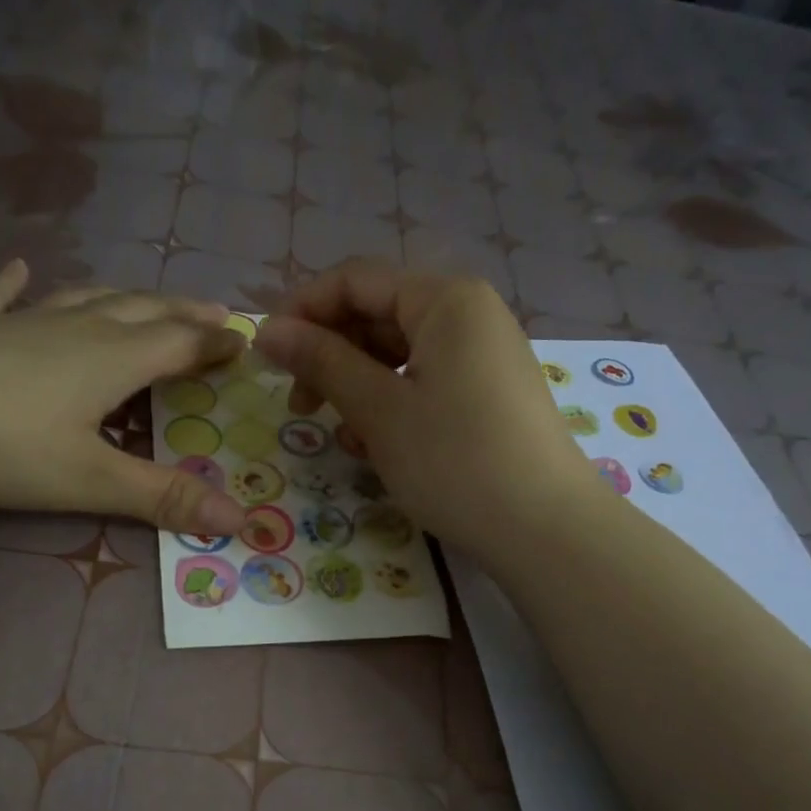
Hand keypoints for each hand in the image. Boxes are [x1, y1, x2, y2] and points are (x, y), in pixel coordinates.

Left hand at [0, 260, 248, 537]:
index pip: (179, 344)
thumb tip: (241, 523)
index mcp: (110, 359)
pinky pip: (3, 299)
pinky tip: (20, 268)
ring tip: (146, 299)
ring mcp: (18, 323)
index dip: (215, 345)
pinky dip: (17, 285)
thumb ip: (162, 498)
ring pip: (86, 299)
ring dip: (124, 298)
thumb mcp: (88, 479)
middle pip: (142, 312)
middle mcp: (74, 329)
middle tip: (213, 315)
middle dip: (183, 315)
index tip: (245, 342)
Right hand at [257, 259, 597, 559]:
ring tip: (341, 434)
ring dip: (357, 386)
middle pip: (378, 315)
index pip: (355, 281)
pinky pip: (424, 382)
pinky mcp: (486, 394)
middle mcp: (468, 314)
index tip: (267, 355)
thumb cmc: (455, 460)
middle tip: (299, 404)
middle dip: (331, 354)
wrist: (544, 529)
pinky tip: (375, 446)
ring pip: (398, 354)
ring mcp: (482, 355)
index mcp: (445, 299)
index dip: (303, 310)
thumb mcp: (379, 410)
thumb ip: (322, 362)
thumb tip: (267, 330)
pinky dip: (391, 405)